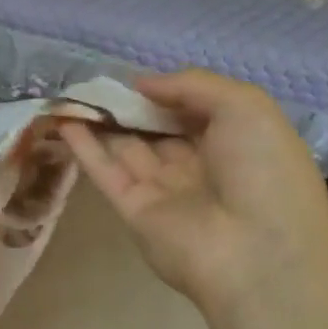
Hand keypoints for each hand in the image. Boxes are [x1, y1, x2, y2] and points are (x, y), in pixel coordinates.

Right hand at [62, 70, 327, 314]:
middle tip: (96, 80)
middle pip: (158, 130)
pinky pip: (107, 173)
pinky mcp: (134, 213)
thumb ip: (191, 85)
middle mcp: (201, 167)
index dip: (167, 92)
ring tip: (71, 92)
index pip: (195, 111)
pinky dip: (85, 147)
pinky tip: (64, 119)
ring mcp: (165, 192)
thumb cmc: (263, 171)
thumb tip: (141, 83)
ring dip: (102, 122)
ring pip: (127, 149)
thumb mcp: (245, 106)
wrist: (257, 254)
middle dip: (130, 106)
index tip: (136, 74)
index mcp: (237, 144)